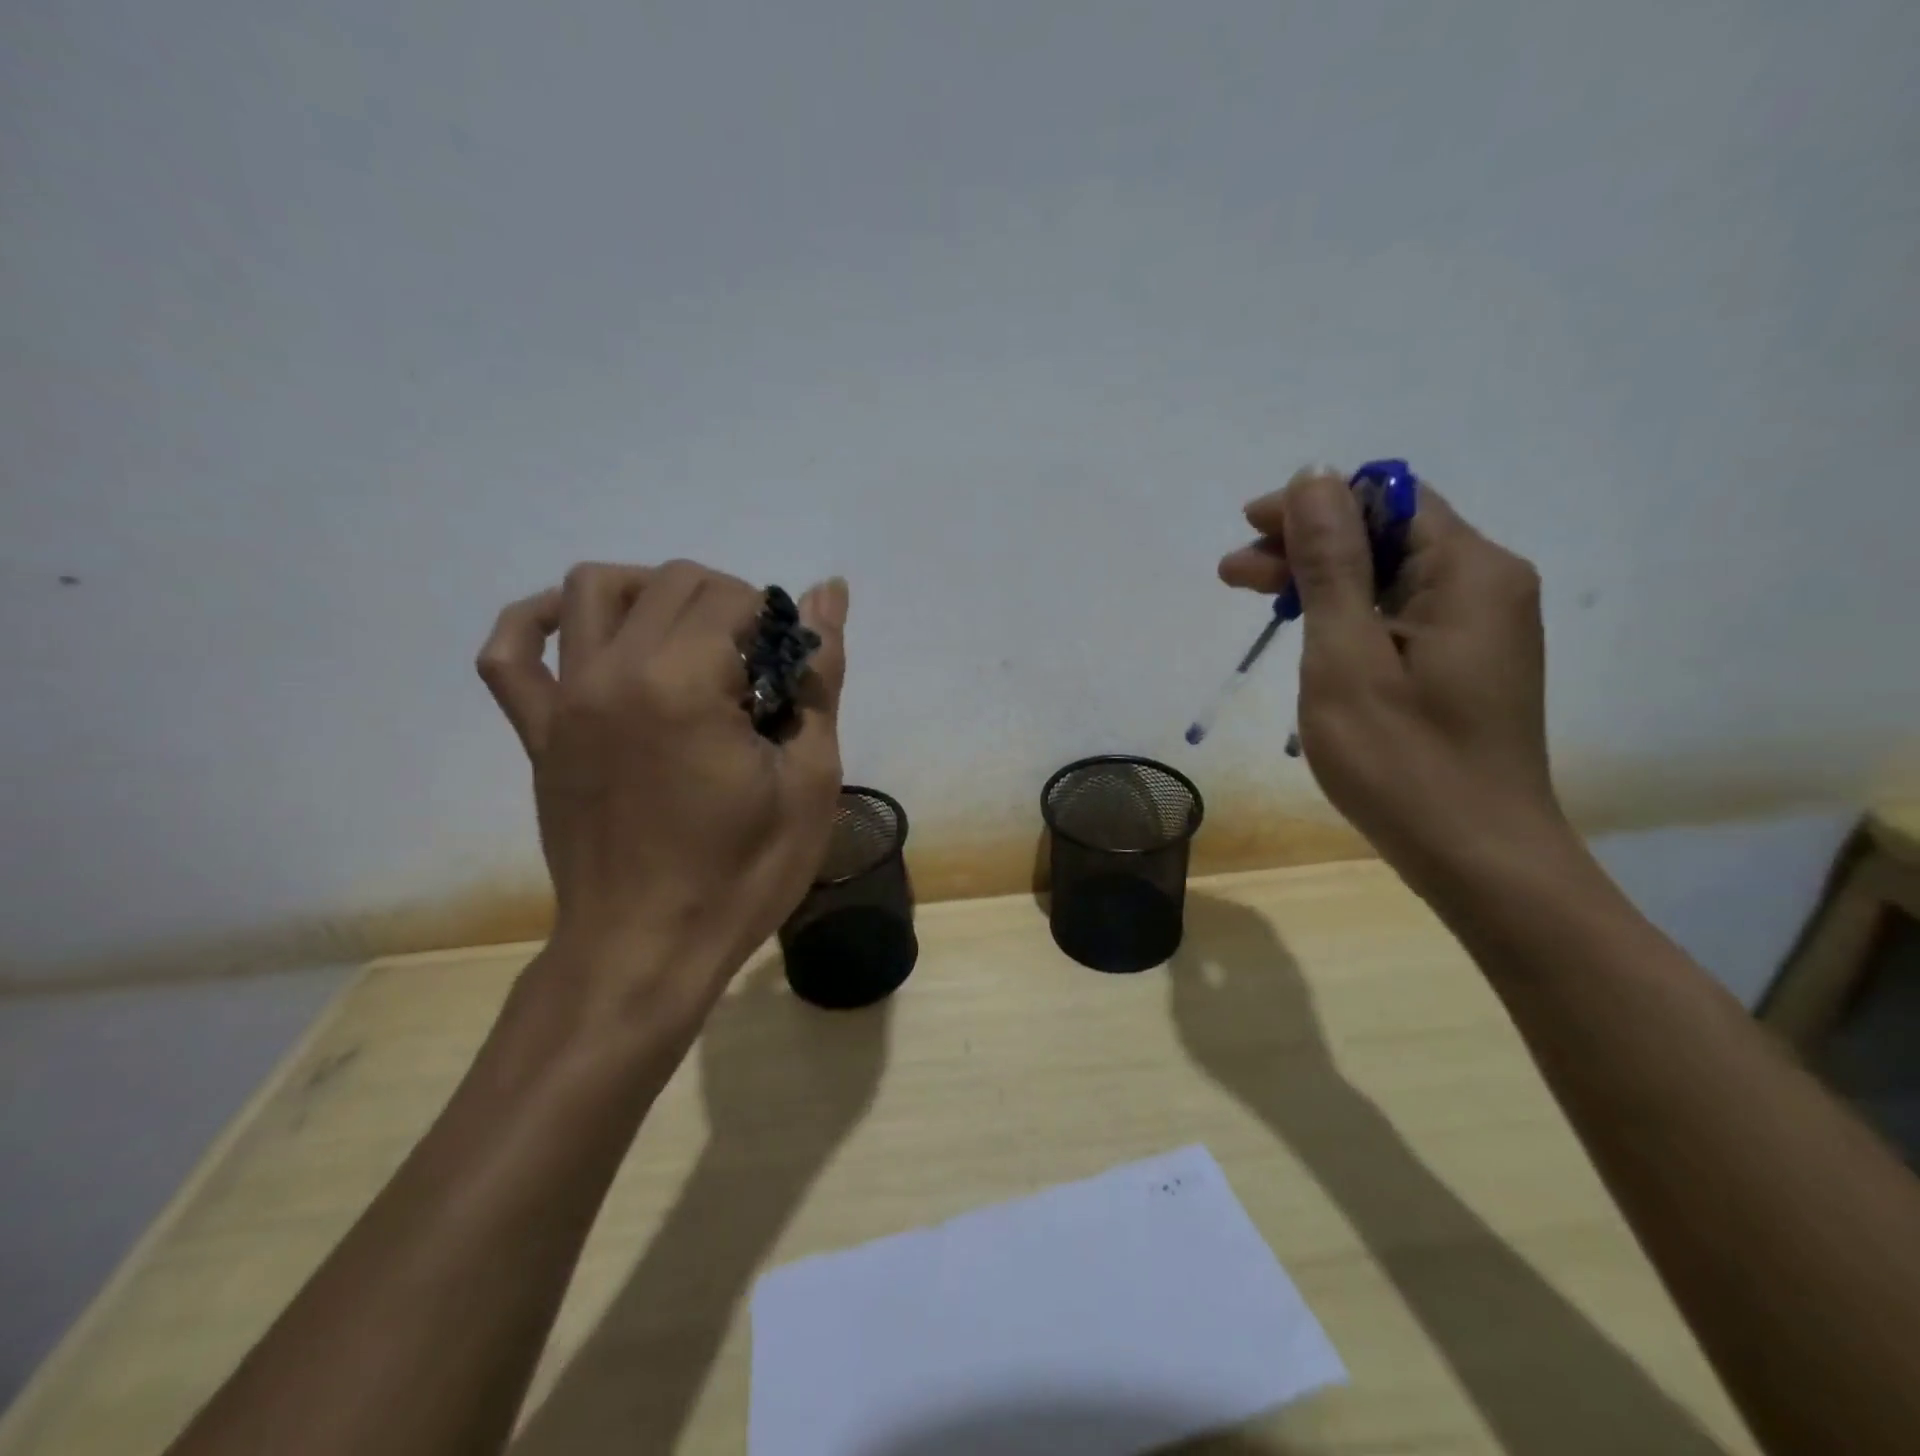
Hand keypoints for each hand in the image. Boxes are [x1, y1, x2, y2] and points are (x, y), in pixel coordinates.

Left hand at [477, 561, 848, 1007]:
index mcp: (684, 685)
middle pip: (672, 581)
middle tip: (756, 667)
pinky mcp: (537, 732)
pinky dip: (536, 620)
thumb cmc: (741, 873)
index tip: (791, 672)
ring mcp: (564, 700)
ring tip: (689, 637)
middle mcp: (613, 672)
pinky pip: (510, 652)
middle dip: (729, 604)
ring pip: (592, 588)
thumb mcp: (809, 781)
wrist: (647, 949)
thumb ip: (820, 678)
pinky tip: (578, 629)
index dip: (775, 621)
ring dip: (652, 591)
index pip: (732, 596)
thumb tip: (828, 592)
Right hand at [1219, 467, 1565, 885]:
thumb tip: (1314, 476)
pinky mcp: (1464, 662)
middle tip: (1233, 574)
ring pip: (1388, 577)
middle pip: (1387, 536)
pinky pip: (1398, 614)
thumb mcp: (1347, 656)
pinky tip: (1307, 634)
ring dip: (1320, 581)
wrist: (1478, 857)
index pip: (1386, 501)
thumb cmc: (1403, 760)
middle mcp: (1485, 585)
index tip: (1248, 529)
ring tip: (1254, 600)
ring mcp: (1479, 627)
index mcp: (1468, 572)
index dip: (1313, 505)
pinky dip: (1347, 615)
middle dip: (1306, 546)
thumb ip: (1331, 563)